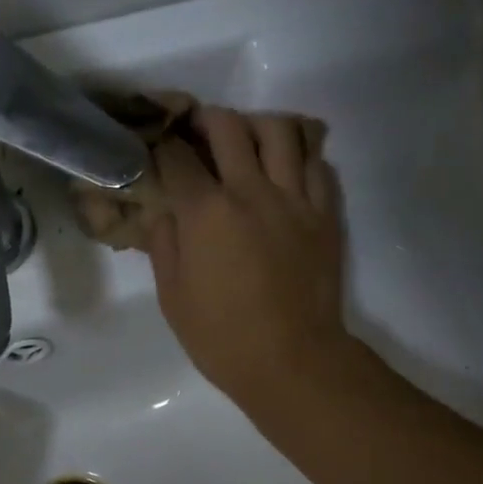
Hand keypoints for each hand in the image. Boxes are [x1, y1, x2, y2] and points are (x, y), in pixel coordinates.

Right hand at [148, 107, 355, 415]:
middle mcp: (251, 191)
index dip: (161, 148)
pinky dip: (299, 154)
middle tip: (197, 135)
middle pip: (227, 126)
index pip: (177, 158)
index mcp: (206, 213)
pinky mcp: (325, 215)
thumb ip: (164, 247)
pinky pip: (317, 163)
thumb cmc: (223, 340)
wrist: (292, 362)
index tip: (157, 153)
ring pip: (280, 130)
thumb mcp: (174, 300)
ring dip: (256, 126)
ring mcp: (294, 199)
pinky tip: (286, 169)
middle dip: (204, 121)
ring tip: (247, 142)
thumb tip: (165, 213)